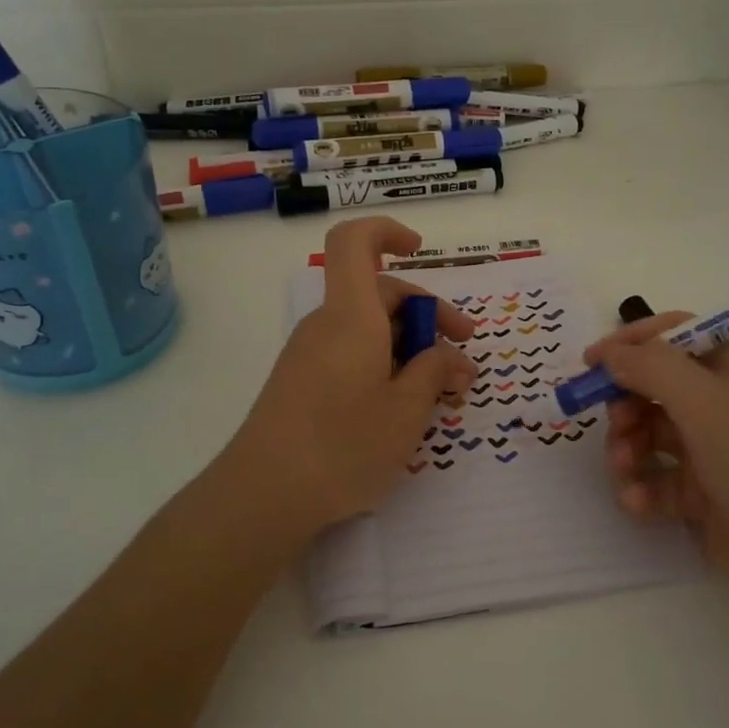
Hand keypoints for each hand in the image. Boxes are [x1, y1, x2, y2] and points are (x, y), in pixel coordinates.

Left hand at [226, 218, 475, 535]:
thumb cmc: (343, 445)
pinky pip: (351, 357)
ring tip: (444, 396)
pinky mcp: (302, 384)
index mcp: (351, 316)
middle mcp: (327, 326)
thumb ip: (434, 373)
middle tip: (464, 360)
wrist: (264, 495)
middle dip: (428, 318)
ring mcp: (310, 356)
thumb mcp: (407, 410)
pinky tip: (406, 410)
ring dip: (411, 351)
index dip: (387, 232)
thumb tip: (449, 357)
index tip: (420, 251)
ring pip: (369, 331)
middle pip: (378, 294)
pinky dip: (385, 368)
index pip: (354, 242)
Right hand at [584, 315, 728, 610]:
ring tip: (625, 470)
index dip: (632, 344)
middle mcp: (722, 404)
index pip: (674, 336)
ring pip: (649, 435)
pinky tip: (637, 503)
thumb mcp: (706, 403)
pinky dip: (642, 488)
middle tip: (615, 425)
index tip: (591, 363)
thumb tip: (611, 353)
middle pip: (654, 387)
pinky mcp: (702, 495)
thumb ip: (652, 368)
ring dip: (627, 449)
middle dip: (625, 404)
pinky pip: (657, 480)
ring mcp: (712, 451)